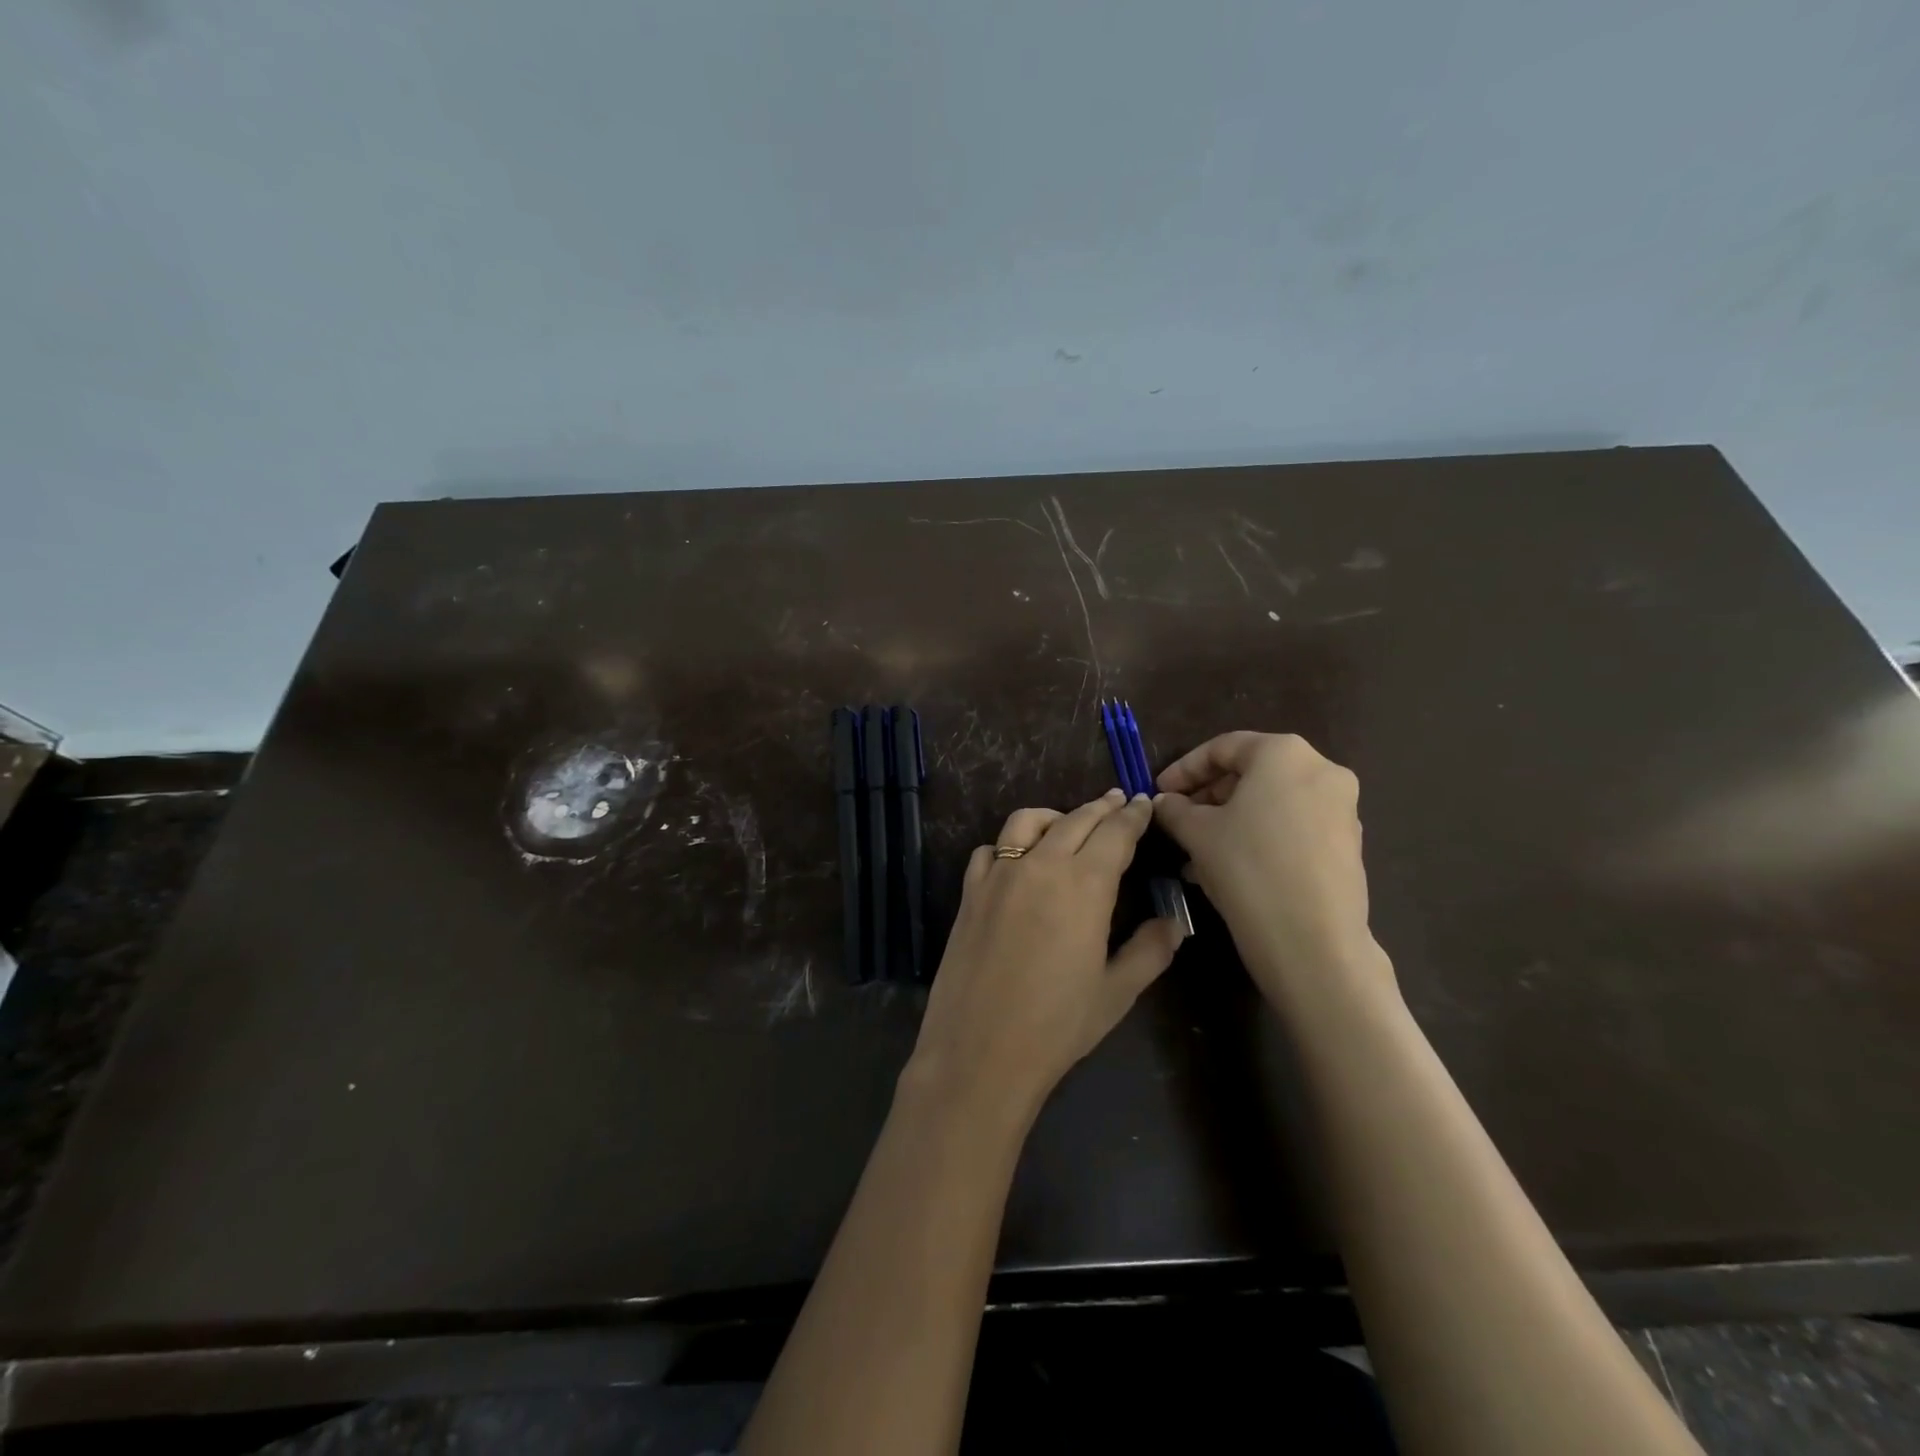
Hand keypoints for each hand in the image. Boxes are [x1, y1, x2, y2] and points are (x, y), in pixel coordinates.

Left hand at [907, 790, 1186, 1121]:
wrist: (980, 1051)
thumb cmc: (1057, 1025)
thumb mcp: (1117, 992)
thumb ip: (1150, 950)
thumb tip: (1174, 922)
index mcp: (1084, 885)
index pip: (1115, 834)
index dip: (1133, 816)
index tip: (1144, 803)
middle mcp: (1041, 866)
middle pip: (1075, 820)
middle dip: (1101, 807)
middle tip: (1118, 801)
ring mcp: (999, 875)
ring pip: (1027, 822)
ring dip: (1055, 816)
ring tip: (1068, 824)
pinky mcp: (970, 892)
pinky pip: (990, 851)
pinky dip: (1009, 845)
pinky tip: (1017, 861)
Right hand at [1153, 732, 1383, 1003]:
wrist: (1312, 941)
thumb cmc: (1247, 867)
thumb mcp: (1197, 833)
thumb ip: (1175, 809)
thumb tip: (1164, 802)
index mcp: (1284, 753)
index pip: (1223, 748)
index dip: (1183, 769)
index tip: (1158, 792)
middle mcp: (1321, 770)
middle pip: (1252, 772)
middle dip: (1209, 796)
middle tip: (1177, 820)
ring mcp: (1341, 809)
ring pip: (1271, 803)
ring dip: (1230, 820)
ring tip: (1196, 850)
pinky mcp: (1347, 845)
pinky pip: (1292, 827)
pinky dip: (1258, 836)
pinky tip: (1229, 867)